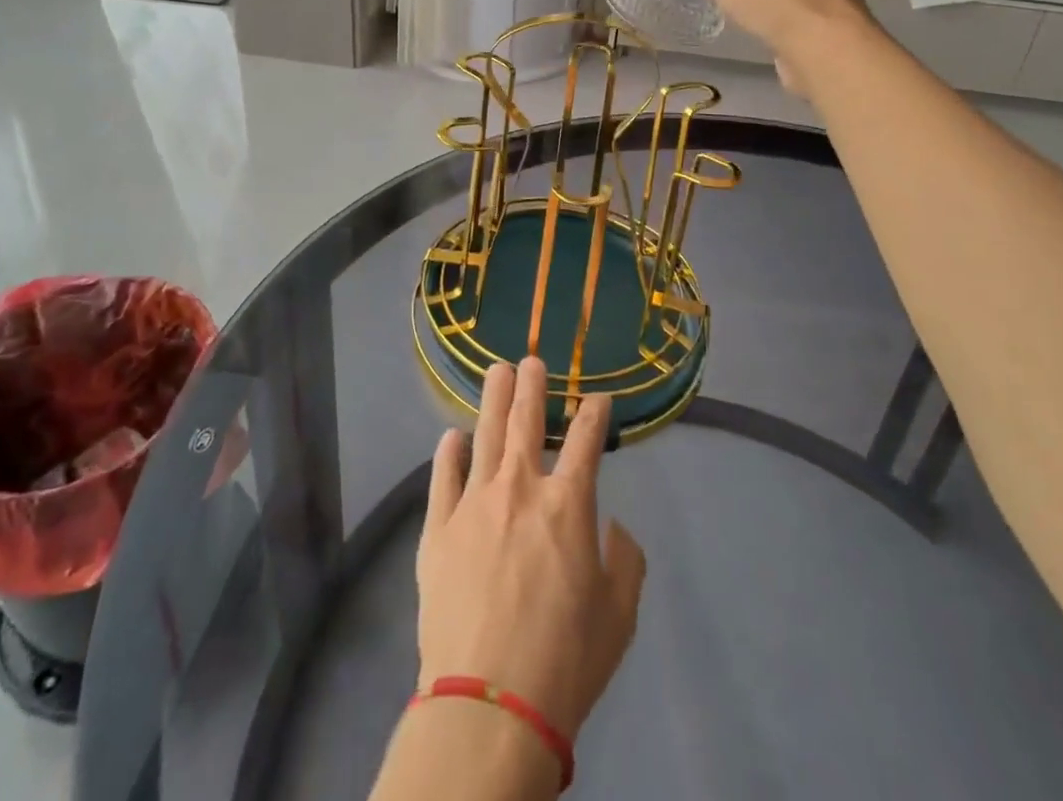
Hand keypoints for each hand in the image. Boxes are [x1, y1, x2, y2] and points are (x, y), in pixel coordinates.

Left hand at [417, 358, 645, 739]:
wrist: (489, 703)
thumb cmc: (566, 660)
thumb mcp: (619, 614)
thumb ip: (625, 560)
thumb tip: (613, 527)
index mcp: (568, 504)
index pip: (586, 439)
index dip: (594, 412)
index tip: (599, 397)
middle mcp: (519, 488)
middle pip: (526, 421)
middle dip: (532, 386)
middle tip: (531, 359)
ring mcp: (473, 503)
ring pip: (484, 434)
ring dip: (492, 399)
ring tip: (496, 372)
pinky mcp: (438, 528)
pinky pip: (443, 476)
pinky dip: (449, 452)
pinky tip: (452, 436)